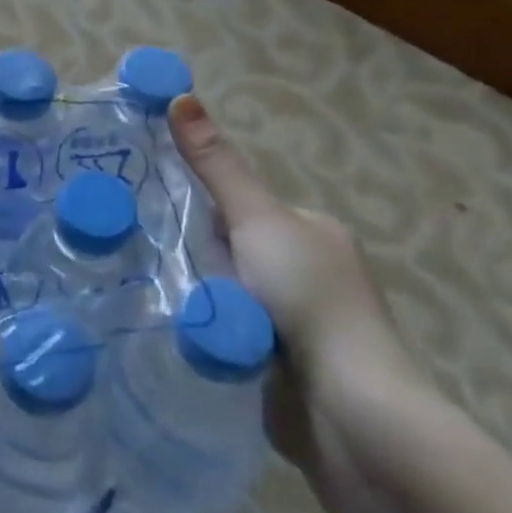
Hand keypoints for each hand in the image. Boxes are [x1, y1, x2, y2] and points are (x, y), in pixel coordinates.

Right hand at [169, 95, 441, 512]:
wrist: (352, 417)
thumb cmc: (309, 299)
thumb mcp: (256, 219)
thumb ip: (215, 165)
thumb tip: (179, 95)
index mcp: (313, 233)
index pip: (240, 208)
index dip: (203, 213)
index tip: (166, 223)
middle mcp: (310, 275)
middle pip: (229, 253)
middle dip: (199, 262)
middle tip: (161, 268)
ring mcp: (298, 327)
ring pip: (225, 297)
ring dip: (201, 302)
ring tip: (160, 302)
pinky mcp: (283, 372)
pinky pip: (228, 338)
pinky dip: (209, 338)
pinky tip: (181, 339)